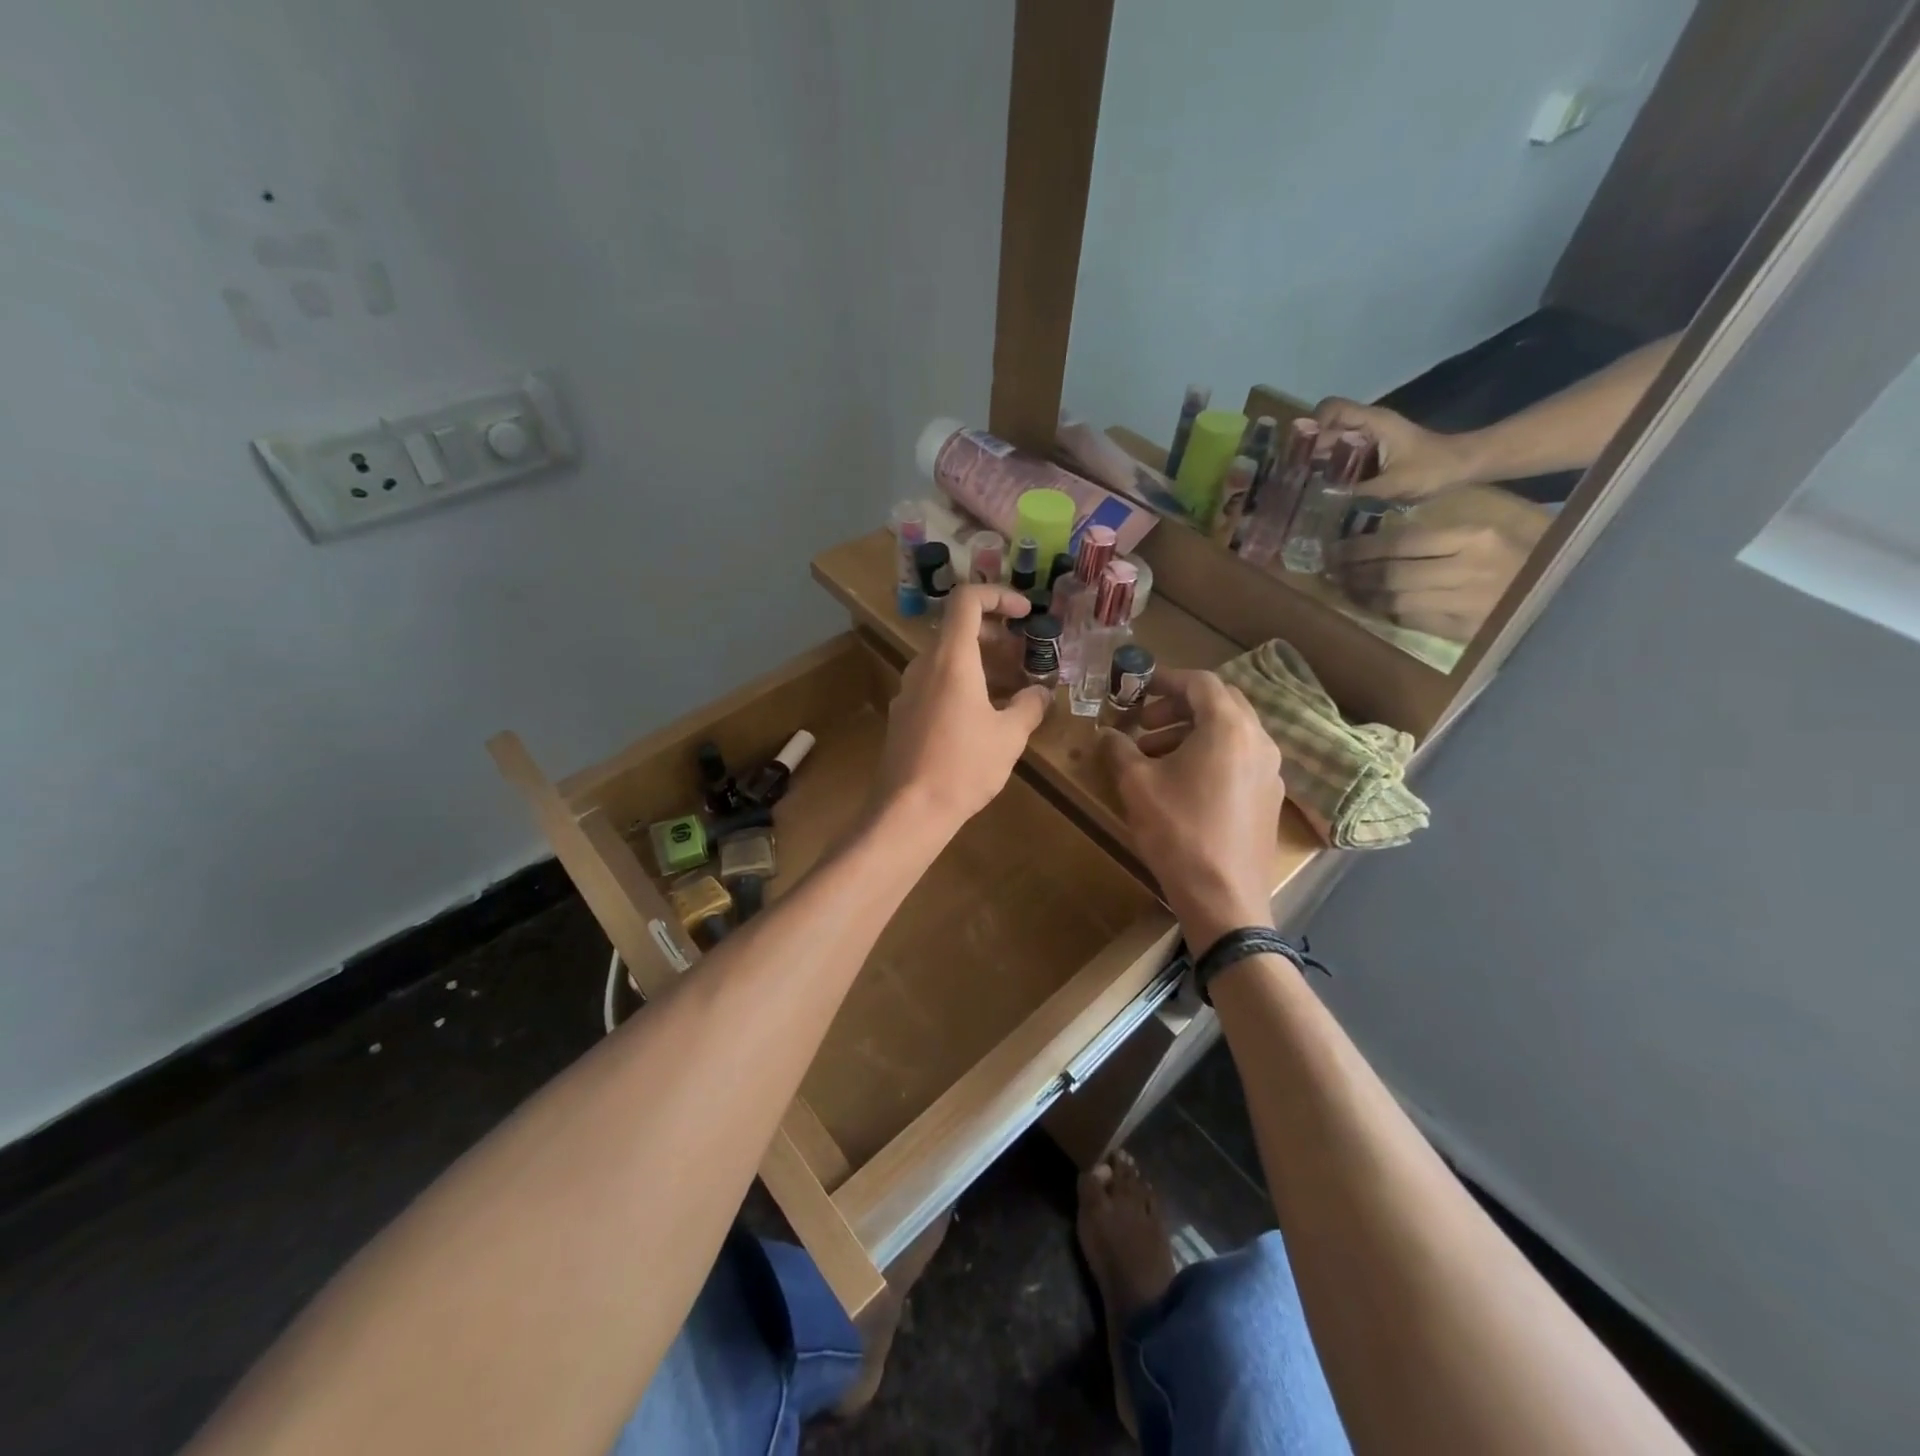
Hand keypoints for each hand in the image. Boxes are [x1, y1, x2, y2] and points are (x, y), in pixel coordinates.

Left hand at [876, 585, 1050, 834]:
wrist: (908, 810)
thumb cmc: (963, 766)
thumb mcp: (1009, 736)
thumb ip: (1029, 707)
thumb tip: (1041, 693)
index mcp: (951, 659)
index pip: (968, 600)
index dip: (999, 596)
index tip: (1026, 613)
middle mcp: (924, 666)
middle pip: (959, 631)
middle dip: (997, 638)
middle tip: (1026, 659)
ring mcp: (909, 691)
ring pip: (948, 661)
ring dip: (982, 666)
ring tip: (1012, 692)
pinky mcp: (903, 715)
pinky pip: (936, 685)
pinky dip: (963, 686)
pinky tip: (983, 719)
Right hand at [1099, 669, 1282, 945]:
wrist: (1224, 898)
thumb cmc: (1178, 832)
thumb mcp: (1136, 785)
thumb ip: (1119, 748)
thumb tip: (1107, 733)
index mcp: (1229, 727)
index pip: (1201, 682)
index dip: (1166, 679)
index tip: (1137, 687)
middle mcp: (1258, 740)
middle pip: (1220, 703)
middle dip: (1177, 706)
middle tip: (1143, 724)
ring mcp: (1270, 770)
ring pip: (1230, 732)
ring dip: (1190, 733)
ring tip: (1152, 757)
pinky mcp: (1270, 797)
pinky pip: (1239, 758)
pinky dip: (1210, 755)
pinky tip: (1181, 783)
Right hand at [1313, 397, 1474, 501]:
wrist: (1464, 466)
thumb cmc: (1434, 469)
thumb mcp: (1395, 484)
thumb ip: (1358, 492)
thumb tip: (1321, 501)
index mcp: (1373, 422)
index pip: (1331, 409)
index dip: (1312, 426)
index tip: (1300, 453)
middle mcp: (1367, 426)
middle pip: (1326, 428)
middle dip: (1308, 450)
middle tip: (1293, 478)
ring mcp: (1369, 438)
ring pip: (1332, 443)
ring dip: (1317, 462)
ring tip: (1303, 487)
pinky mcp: (1371, 452)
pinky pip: (1342, 456)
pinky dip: (1330, 469)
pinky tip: (1323, 490)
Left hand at [1329, 506, 1549, 641]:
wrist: (1582, 594)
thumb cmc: (1530, 552)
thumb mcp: (1493, 529)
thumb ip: (1445, 533)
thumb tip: (1385, 537)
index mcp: (1474, 537)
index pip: (1401, 542)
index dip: (1361, 548)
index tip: (1335, 549)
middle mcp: (1466, 569)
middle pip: (1392, 572)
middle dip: (1353, 572)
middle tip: (1328, 570)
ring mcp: (1464, 602)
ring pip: (1396, 599)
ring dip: (1363, 595)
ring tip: (1341, 588)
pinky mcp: (1463, 629)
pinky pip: (1412, 619)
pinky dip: (1386, 612)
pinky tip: (1369, 605)